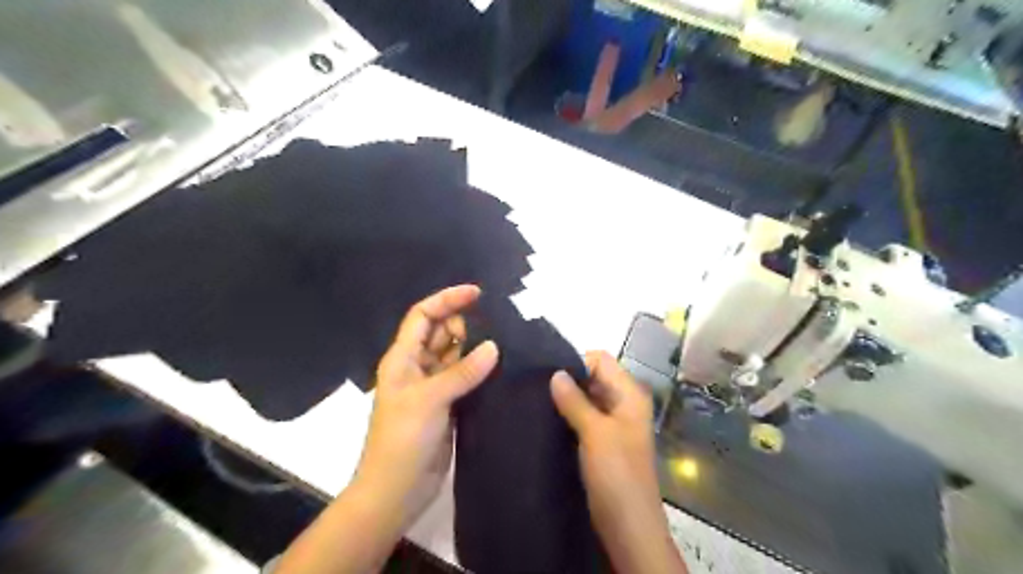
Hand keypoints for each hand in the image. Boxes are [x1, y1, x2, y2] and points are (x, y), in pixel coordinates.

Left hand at [356, 286, 499, 527]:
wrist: (396, 490)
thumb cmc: (402, 439)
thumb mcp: (430, 399)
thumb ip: (462, 371)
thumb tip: (494, 346)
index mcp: (402, 358)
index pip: (422, 315)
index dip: (447, 300)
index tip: (477, 293)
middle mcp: (417, 367)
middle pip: (440, 332)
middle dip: (464, 323)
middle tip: (495, 326)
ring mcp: (433, 387)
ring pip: (455, 355)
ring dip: (474, 347)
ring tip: (505, 340)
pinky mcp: (448, 405)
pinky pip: (465, 378)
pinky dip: (479, 371)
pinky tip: (500, 367)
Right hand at [553, 352, 685, 570]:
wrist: (628, 527)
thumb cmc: (617, 474)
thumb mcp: (595, 432)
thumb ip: (575, 400)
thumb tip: (555, 373)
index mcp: (629, 395)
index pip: (600, 360)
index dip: (576, 362)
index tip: (547, 373)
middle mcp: (623, 404)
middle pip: (593, 378)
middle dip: (567, 380)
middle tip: (535, 386)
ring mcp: (612, 424)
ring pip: (586, 399)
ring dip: (565, 399)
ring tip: (535, 400)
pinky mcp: (601, 443)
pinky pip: (583, 418)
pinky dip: (567, 415)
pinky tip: (545, 418)